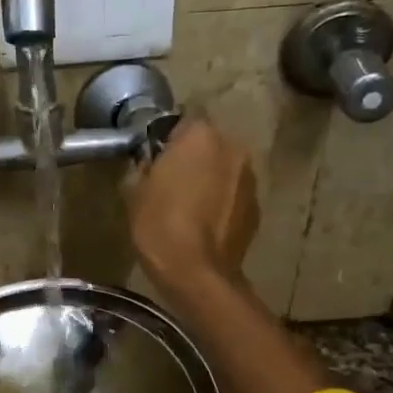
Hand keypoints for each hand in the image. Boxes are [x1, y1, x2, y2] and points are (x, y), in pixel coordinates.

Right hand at [127, 117, 258, 293]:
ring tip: (190, 205)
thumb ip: (146, 166)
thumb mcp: (135, 192)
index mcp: (200, 136)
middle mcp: (232, 148)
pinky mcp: (257, 207)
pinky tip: (205, 223)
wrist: (197, 273)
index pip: (184, 119)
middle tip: (171, 180)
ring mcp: (250, 178)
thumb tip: (153, 163)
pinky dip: (222, 202)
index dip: (169, 137)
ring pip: (224, 168)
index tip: (156, 156)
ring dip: (210, 178)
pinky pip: (234, 194)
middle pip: (209, 143)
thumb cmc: (160, 225)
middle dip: (193, 156)